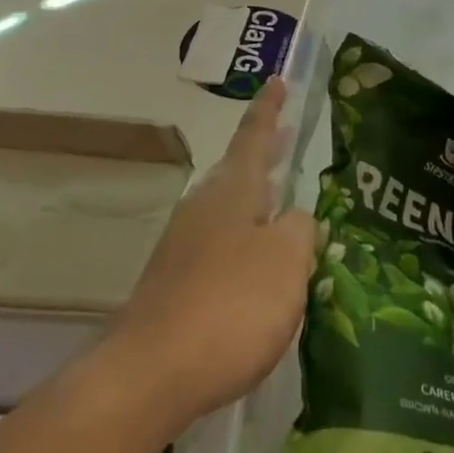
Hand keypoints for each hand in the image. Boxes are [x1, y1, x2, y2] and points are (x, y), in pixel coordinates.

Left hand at [102, 79, 313, 436]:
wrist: (153, 372)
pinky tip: (258, 269)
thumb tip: (295, 220)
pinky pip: (220, 246)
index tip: (277, 80)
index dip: (269, 110)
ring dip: (255, 200)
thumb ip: (300, 231)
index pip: (254, 137)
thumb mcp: (286, 261)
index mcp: (232, 192)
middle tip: (285, 136)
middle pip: (238, 171)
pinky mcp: (176, 283)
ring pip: (228, 209)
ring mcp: (184, 246)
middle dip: (263, 154)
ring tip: (281, 204)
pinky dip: (244, 241)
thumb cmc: (230, 305)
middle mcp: (204, 208)